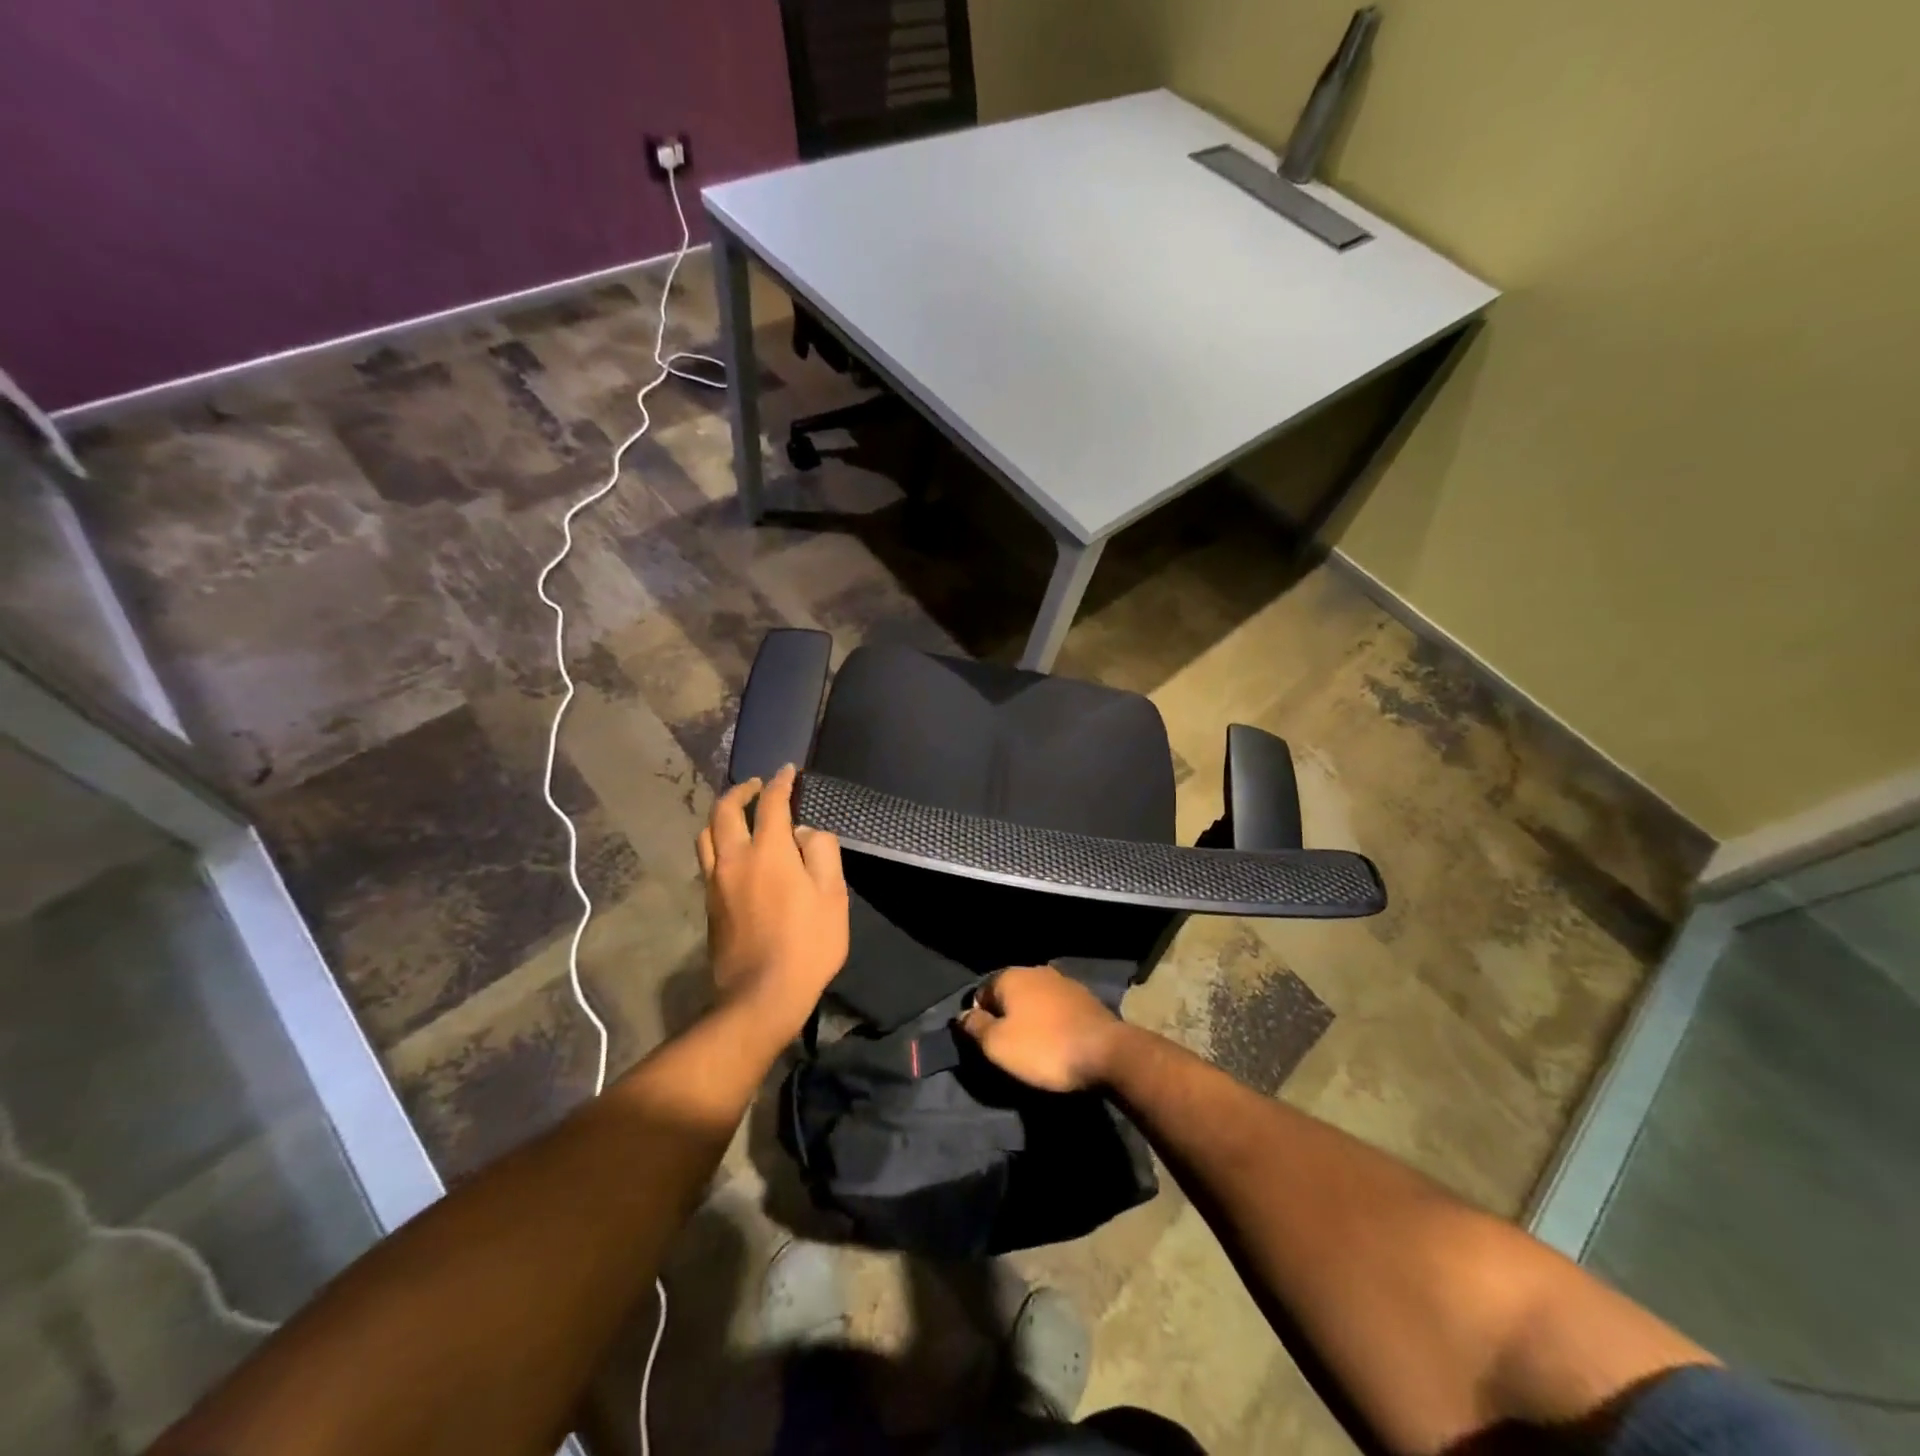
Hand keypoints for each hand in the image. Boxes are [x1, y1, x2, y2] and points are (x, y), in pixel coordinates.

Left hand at [696, 765, 847, 1044]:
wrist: (761, 996)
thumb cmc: (807, 944)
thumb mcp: (832, 895)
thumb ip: (821, 853)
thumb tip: (805, 832)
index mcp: (768, 852)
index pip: (771, 804)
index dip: (780, 783)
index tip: (788, 772)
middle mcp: (734, 859)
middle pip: (725, 811)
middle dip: (740, 791)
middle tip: (756, 786)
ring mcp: (715, 882)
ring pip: (706, 835)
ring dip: (721, 815)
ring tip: (738, 814)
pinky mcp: (709, 904)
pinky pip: (707, 859)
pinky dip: (717, 841)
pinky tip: (733, 851)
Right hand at [956, 965, 1126, 1092]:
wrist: (1106, 1052)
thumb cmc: (1043, 1048)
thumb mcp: (997, 1044)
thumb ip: (974, 1027)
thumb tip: (961, 1015)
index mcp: (1011, 976)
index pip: (982, 993)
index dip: (979, 1019)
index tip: (988, 1045)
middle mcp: (1036, 970)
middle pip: (1009, 994)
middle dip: (1005, 1017)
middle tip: (1009, 1049)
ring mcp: (1063, 981)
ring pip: (1034, 1000)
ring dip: (1030, 1019)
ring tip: (1033, 1048)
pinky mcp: (1084, 997)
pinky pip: (1056, 1008)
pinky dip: (1051, 1022)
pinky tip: (1056, 1041)